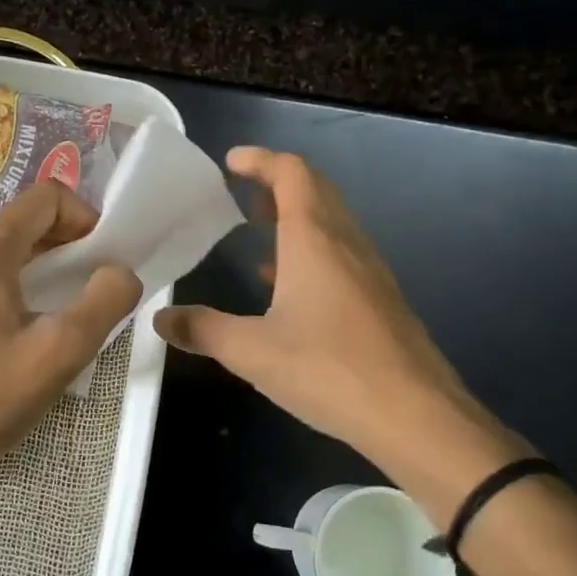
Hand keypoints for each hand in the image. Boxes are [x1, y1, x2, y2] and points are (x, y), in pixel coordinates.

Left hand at [0, 182, 138, 575]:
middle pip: (23, 221)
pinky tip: (22, 326)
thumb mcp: (63, 351)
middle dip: (66, 243)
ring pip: (2, 247)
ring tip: (61, 308)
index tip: (103, 258)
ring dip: (41, 264)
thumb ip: (106, 300)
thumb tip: (120, 272)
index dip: (85, 217)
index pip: (46, 198)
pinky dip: (12, 281)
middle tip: (90, 285)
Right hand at [155, 147, 516, 504]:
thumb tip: (160, 319)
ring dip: (297, 216)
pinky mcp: (382, 299)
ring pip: (332, 222)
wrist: (416, 415)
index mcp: (314, 239)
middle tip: (241, 195)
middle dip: (277, 184)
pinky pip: (343, 253)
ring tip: (260, 233)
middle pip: (316, 190)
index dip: (261, 160)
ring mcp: (370, 270)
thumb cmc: (328, 369)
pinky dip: (313, 250)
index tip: (231, 162)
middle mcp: (346, 242)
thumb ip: (203, 330)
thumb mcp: (252, 352)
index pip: (291, 173)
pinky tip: (291, 288)